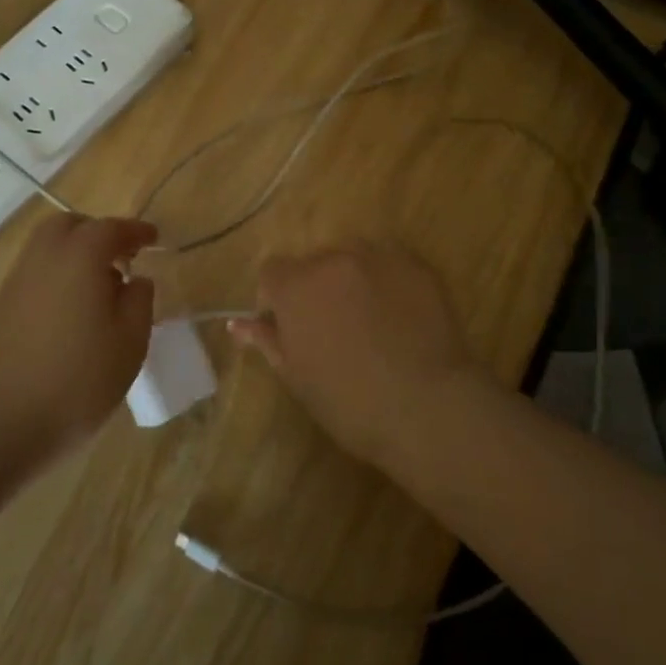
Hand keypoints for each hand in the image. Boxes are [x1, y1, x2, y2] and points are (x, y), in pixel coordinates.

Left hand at [0, 215, 155, 452]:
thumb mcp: (130, 342)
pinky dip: (57, 275)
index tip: (153, 239)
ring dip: (75, 253)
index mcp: (80, 257)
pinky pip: (35, 273)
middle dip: (97, 232)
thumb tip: (136, 279)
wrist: (2, 423)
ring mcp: (16, 282)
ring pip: (47, 248)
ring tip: (100, 287)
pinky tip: (72, 310)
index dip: (135, 231)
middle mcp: (44, 258)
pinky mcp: (1, 308)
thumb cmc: (79, 380)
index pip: (111, 228)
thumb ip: (139, 300)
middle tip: (122, 257)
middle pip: (70, 225)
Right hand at [229, 241, 480, 468]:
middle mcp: (334, 259)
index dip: (276, 298)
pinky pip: (390, 265)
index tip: (290, 327)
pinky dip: (388, 282)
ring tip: (370, 319)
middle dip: (315, 287)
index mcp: (297, 286)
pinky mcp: (417, 265)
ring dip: (351, 279)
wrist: (427, 407)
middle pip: (313, 263)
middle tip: (333, 328)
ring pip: (353, 258)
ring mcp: (379, 257)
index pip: (272, 272)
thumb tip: (238, 324)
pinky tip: (400, 317)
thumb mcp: (297, 376)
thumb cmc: (350, 402)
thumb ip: (267, 340)